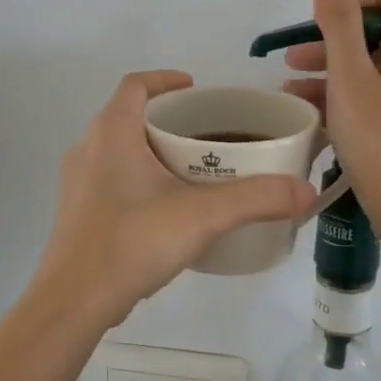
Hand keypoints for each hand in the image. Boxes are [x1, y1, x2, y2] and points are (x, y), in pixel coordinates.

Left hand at [35, 71, 315, 329]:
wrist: (74, 301)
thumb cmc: (133, 242)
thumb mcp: (203, 216)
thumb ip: (257, 199)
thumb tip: (305, 191)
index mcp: (112, 133)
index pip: (135, 85)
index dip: (165, 80)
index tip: (195, 89)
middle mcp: (88, 148)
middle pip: (128, 115)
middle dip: (166, 118)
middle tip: (205, 133)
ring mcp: (77, 182)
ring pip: (118, 148)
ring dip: (151, 149)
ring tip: (190, 169)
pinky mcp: (77, 212)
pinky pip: (110, 178)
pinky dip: (137, 177)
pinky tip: (164, 207)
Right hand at [282, 0, 380, 234]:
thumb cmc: (379, 140)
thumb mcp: (349, 77)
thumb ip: (338, 20)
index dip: (348, 0)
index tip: (316, 30)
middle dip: (334, 40)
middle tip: (293, 60)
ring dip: (337, 69)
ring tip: (296, 90)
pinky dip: (355, 93)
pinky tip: (320, 113)